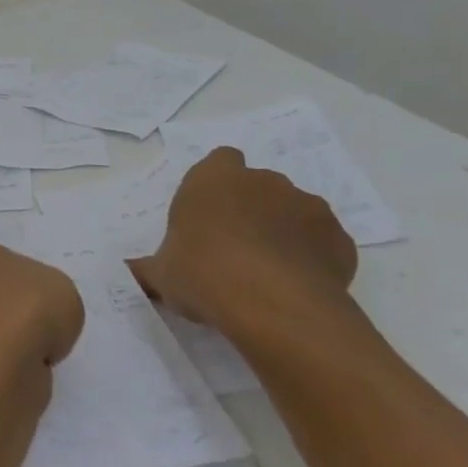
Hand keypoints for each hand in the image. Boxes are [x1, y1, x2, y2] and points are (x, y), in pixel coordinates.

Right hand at [129, 148, 357, 334]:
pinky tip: (297, 287)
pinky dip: (312, 258)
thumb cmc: (203, 275)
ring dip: (283, 231)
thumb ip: (145, 268)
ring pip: (294, 211)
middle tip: (233, 250)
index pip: (220, 161)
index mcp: (214, 179)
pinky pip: (322, 243)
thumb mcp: (160, 275)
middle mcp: (264, 181)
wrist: (274, 305)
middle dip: (250, 209)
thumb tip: (127, 271)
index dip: (216, 185)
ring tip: (268, 273)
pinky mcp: (339, 239)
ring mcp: (308, 207)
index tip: (208, 215)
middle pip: (258, 185)